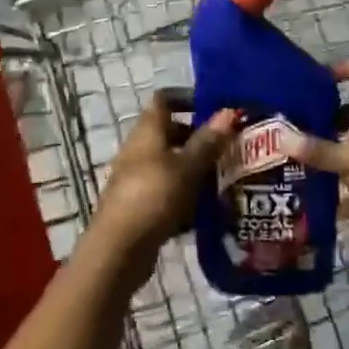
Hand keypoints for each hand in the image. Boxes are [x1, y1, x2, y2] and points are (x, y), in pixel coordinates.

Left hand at [88, 91, 236, 272]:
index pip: (164, 99)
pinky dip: (186, 196)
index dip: (187, 97)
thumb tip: (230, 111)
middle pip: (170, 132)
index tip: (214, 106)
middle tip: (228, 146)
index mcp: (147, 131)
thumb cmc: (153, 197)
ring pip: (171, 164)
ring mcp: (137, 178)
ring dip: (195, 169)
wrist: (118, 250)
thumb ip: (208, 141)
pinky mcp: (141, 206)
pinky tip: (208, 211)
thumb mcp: (187, 167)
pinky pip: (168, 191)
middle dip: (198, 137)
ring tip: (226, 177)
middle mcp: (139, 150)